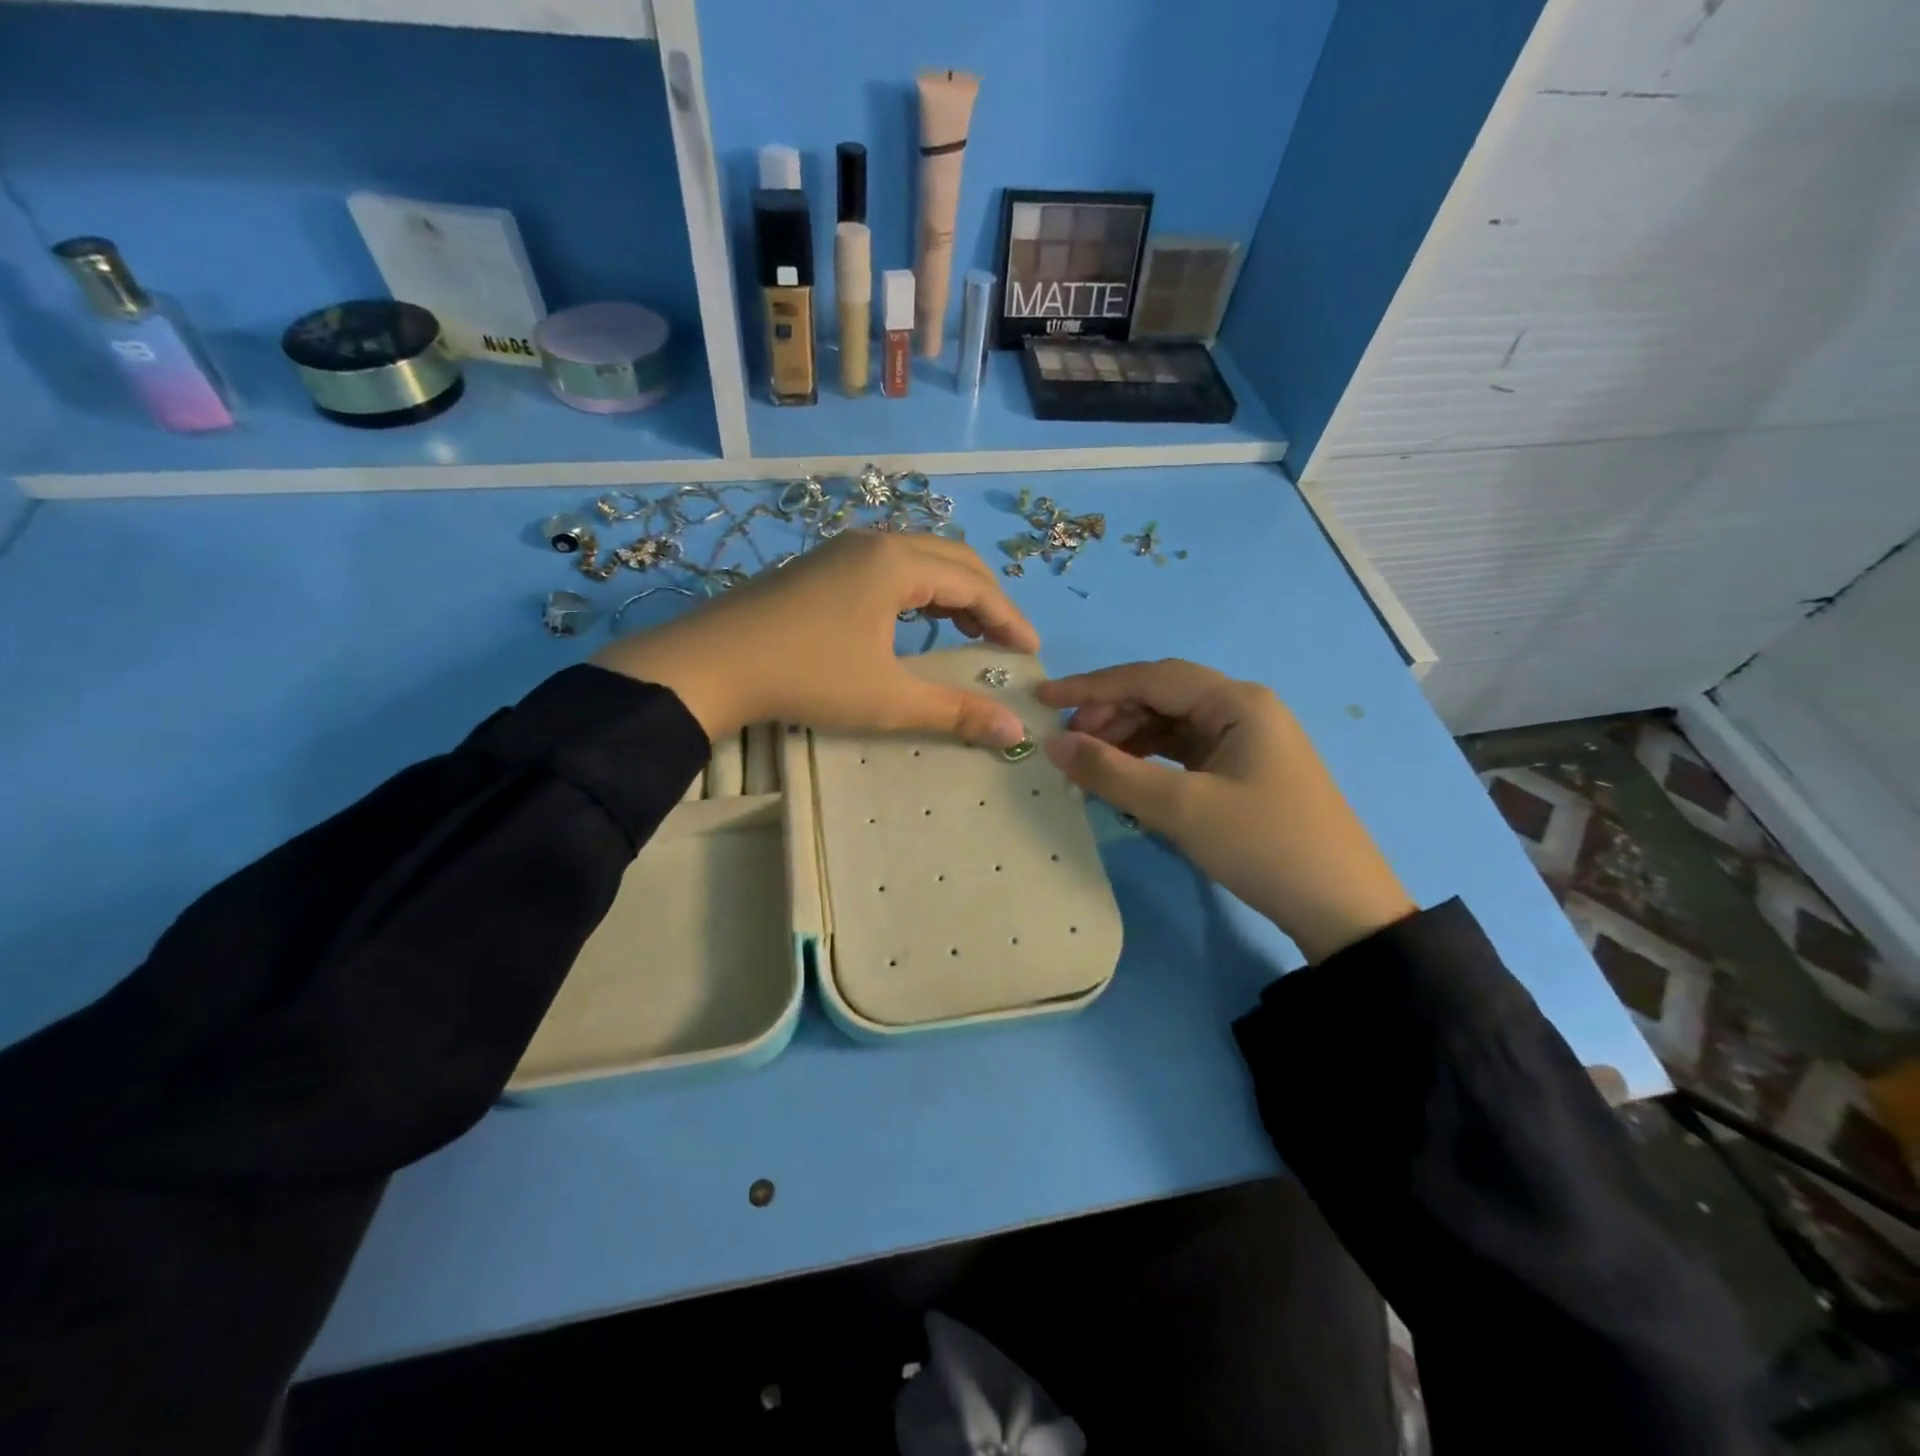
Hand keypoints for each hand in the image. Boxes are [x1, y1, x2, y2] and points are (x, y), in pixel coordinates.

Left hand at [593, 530, 1038, 746]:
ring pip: (917, 560)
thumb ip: (955, 711)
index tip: (1031, 652)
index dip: (1010, 618)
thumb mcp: (888, 699)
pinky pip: (888, 567)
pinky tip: (911, 623)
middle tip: (1004, 642)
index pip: (974, 584)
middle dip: (987, 599)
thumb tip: (1013, 730)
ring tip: (967, 633)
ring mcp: (842, 550)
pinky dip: (917, 592)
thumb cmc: (807, 677)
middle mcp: (874, 543)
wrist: (710, 664)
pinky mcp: (819, 566)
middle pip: (951, 560)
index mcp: (898, 563)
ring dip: (951, 593)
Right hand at [1037, 659, 1414, 961]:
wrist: (1341, 909)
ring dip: (1127, 737)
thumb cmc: (1264, 845)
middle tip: (1068, 744)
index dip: (1092, 687)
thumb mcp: (1181, 809)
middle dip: (1110, 714)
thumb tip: (1053, 743)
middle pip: (1161, 696)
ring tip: (1089, 764)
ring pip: (1170, 724)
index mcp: (1236, 702)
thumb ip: (1112, 772)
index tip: (1045, 700)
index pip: (1150, 678)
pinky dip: (1149, 760)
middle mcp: (1242, 709)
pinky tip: (1125, 777)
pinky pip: (1183, 751)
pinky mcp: (1242, 770)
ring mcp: (1245, 740)